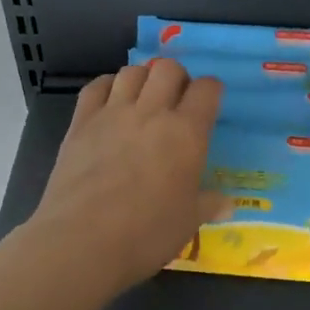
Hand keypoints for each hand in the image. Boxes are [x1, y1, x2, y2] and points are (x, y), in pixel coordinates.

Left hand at [29, 59, 225, 293]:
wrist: (82, 241)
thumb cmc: (146, 233)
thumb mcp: (188, 221)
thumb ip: (209, 204)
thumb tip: (228, 204)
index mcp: (187, 133)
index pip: (207, 89)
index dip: (211, 90)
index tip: (209, 101)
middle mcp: (152, 113)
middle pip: (168, 69)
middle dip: (177, 77)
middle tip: (176, 99)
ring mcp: (113, 113)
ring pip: (132, 71)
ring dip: (143, 78)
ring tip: (143, 98)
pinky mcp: (81, 122)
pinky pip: (96, 87)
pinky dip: (107, 86)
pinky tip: (111, 101)